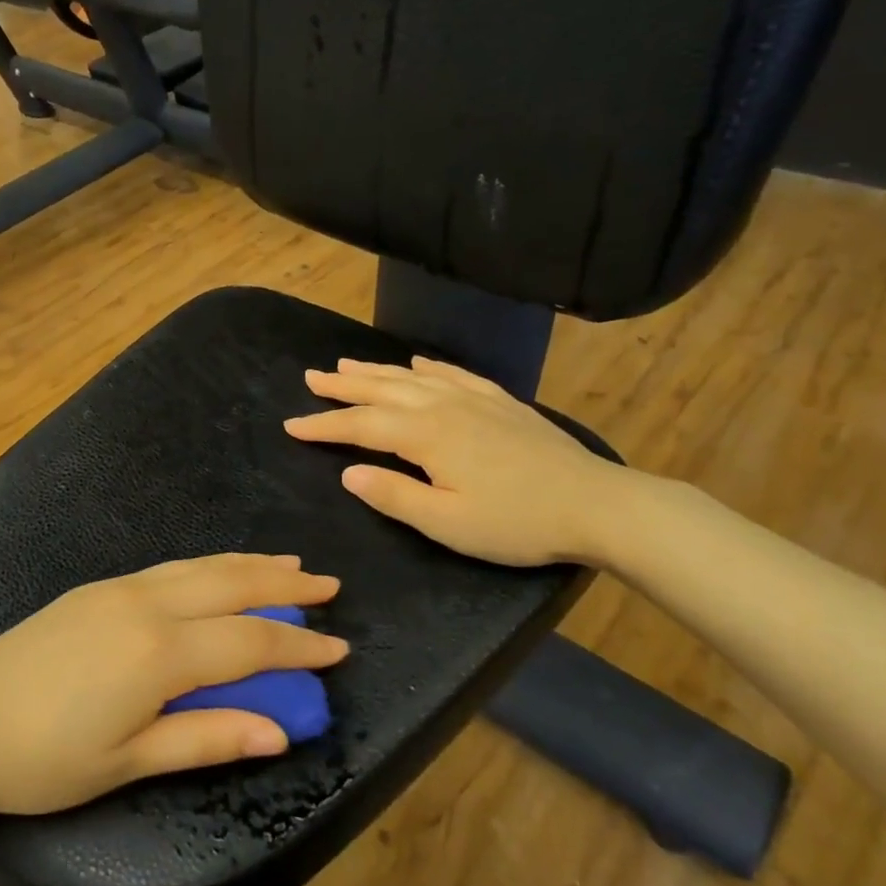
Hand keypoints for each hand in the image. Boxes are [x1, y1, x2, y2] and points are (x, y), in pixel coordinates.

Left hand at [0, 555, 345, 816]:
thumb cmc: (43, 760)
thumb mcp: (128, 762)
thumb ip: (207, 739)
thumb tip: (280, 732)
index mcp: (160, 652)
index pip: (250, 640)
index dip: (299, 645)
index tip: (340, 647)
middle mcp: (148, 605)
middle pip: (232, 585)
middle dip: (285, 585)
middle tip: (328, 585)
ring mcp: (120, 588)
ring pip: (202, 566)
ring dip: (250, 565)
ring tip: (288, 566)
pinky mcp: (98, 587)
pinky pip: (172, 567)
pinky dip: (210, 564)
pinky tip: (218, 571)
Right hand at [283, 356, 627, 567]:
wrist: (594, 504)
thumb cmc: (516, 522)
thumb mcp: (448, 523)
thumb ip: (394, 496)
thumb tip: (348, 472)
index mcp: (426, 436)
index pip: (361, 426)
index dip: (324, 425)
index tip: (291, 425)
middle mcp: (444, 407)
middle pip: (382, 390)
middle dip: (343, 386)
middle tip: (311, 378)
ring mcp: (475, 400)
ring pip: (413, 378)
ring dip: (377, 371)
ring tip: (347, 364)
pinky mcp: (500, 402)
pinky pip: (454, 375)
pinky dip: (429, 367)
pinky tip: (419, 363)